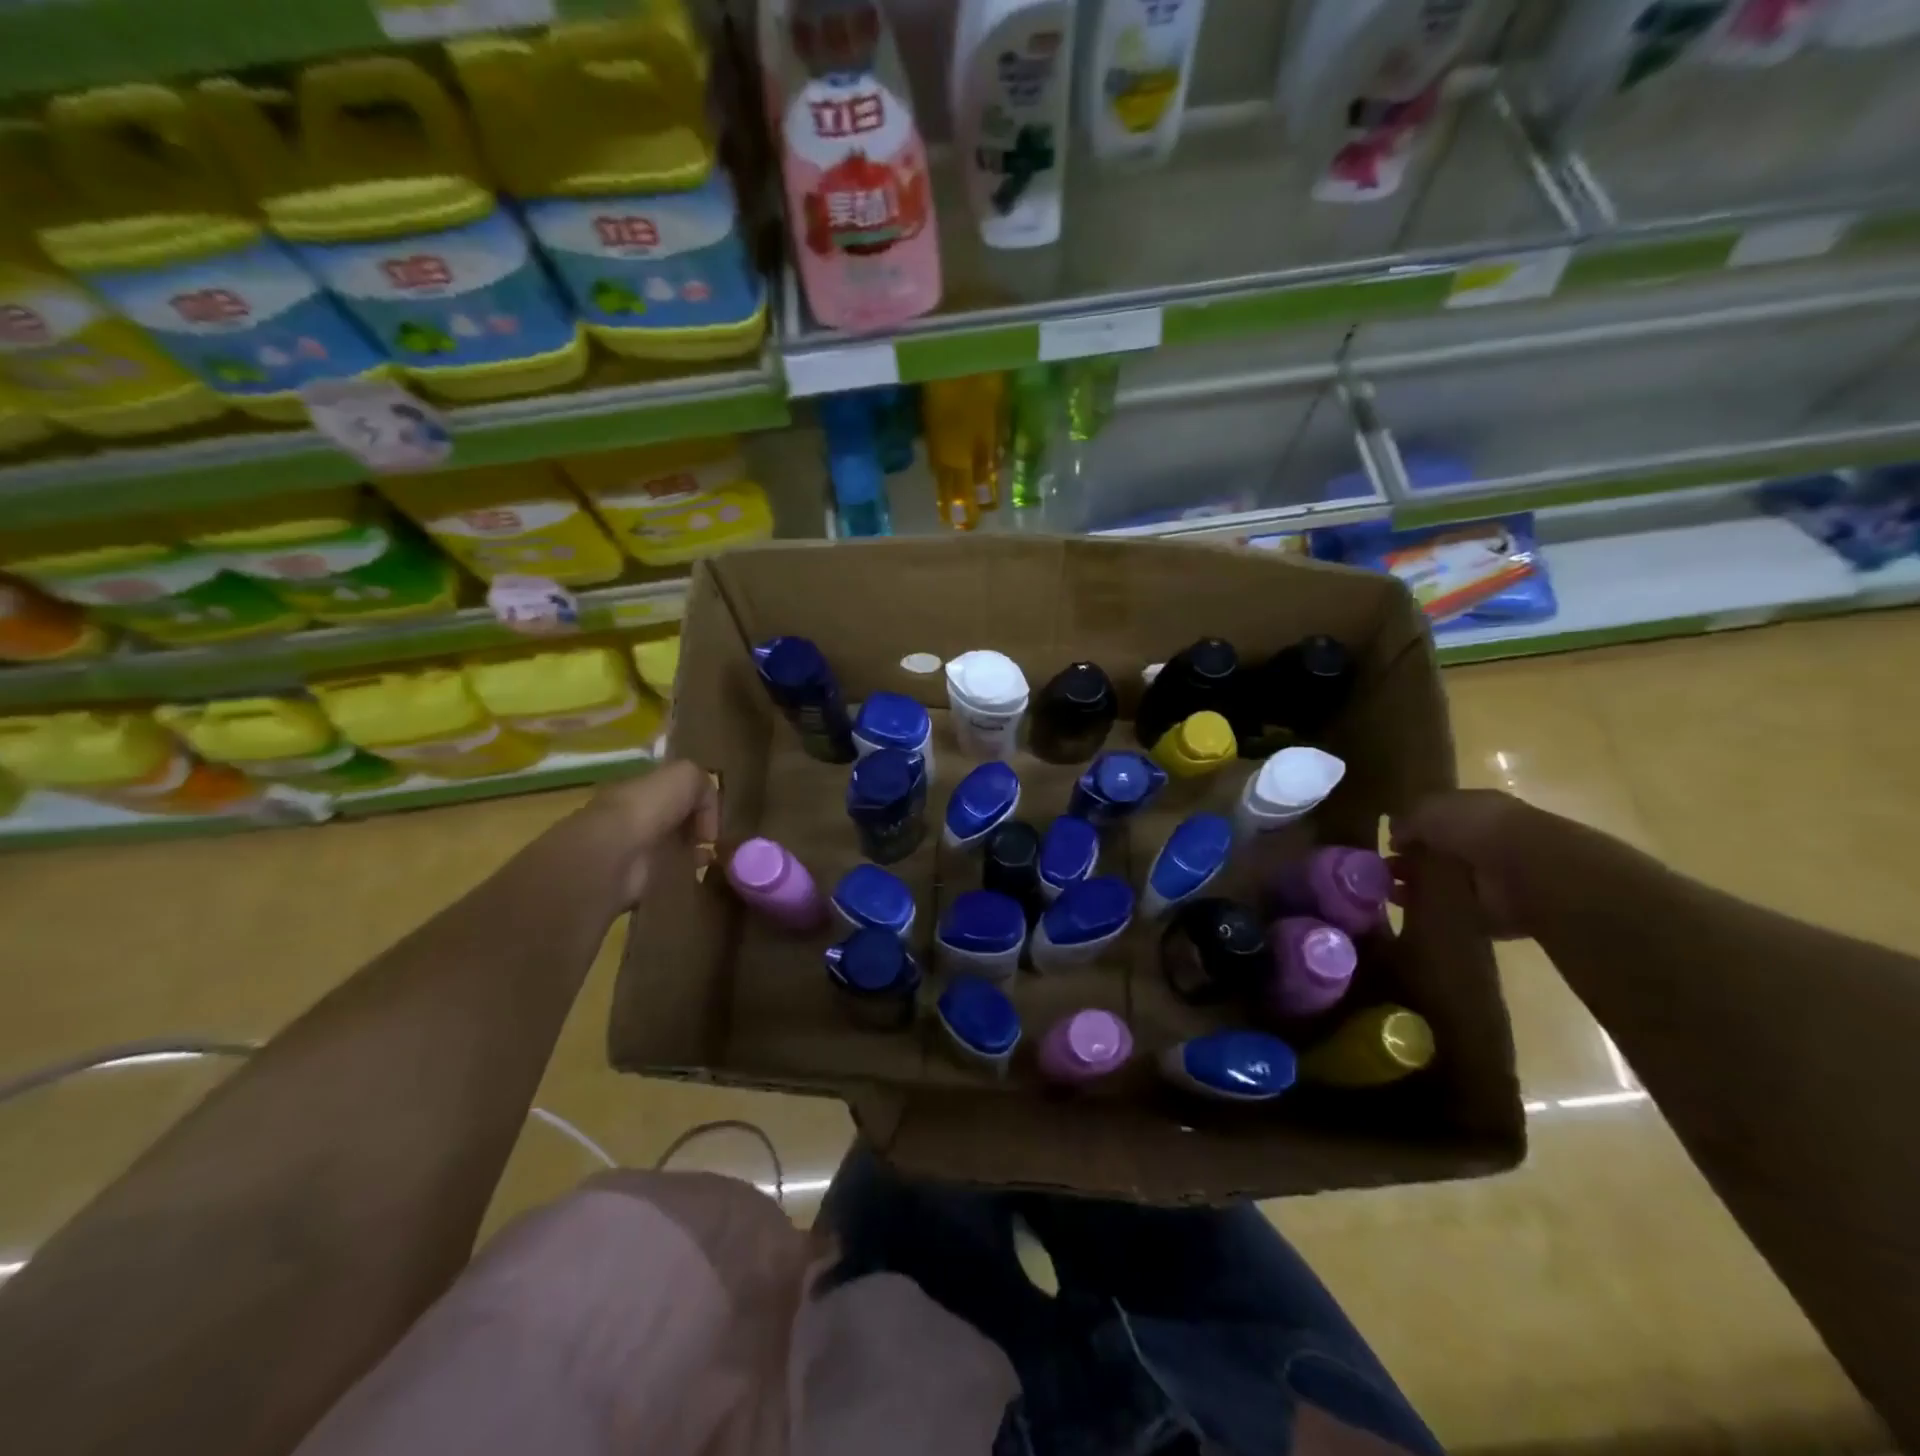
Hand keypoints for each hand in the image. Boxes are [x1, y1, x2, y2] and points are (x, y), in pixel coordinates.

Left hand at [572, 760, 720, 909]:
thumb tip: (707, 814)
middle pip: (675, 816)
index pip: (674, 788)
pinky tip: (698, 870)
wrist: (618, 853)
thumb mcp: (686, 776)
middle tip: (714, 836)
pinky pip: (669, 870)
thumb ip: (703, 785)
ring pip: (674, 843)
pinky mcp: (639, 876)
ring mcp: (637, 846)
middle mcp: (637, 814)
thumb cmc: (650, 807)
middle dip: (697, 824)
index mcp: (641, 787)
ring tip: (712, 855)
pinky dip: (686, 871)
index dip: (698, 798)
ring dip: (694, 849)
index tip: (714, 812)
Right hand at [1389, 789, 1544, 939]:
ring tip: (1389, 892)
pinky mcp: (1494, 912)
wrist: (1525, 869)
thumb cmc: (1475, 826)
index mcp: (1475, 812)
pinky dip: (1435, 912)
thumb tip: (1394, 834)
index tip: (1389, 844)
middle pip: (1440, 853)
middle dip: (1411, 861)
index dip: (1412, 830)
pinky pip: (1457, 911)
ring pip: (1446, 882)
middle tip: (1383, 871)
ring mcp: (1491, 879)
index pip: (1439, 819)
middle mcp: (1484, 843)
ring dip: (1417, 886)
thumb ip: (1408, 820)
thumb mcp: (1429, 810)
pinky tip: (1411, 910)